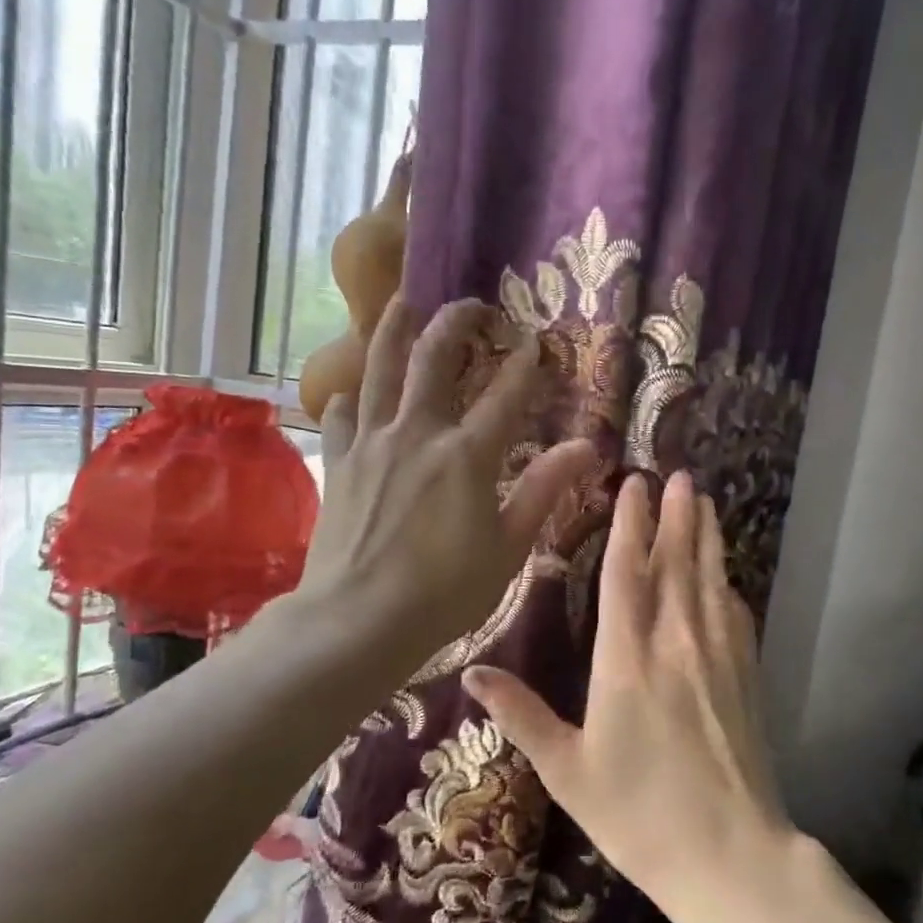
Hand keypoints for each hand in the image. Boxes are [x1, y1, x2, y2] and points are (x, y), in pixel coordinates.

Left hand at [298, 296, 595, 662]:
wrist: (358, 620)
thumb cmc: (444, 592)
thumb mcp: (507, 548)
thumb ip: (542, 491)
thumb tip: (584, 446)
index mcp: (466, 455)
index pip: (505, 395)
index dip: (525, 364)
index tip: (536, 341)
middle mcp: (417, 433)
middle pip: (433, 358)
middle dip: (454, 322)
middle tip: (469, 304)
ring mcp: (371, 443)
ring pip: (379, 369)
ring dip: (391, 330)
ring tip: (400, 303)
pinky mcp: (339, 463)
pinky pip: (340, 414)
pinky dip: (349, 397)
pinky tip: (352, 394)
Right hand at [461, 471, 790, 897]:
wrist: (729, 856)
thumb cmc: (637, 814)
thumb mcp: (566, 769)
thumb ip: (520, 715)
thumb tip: (471, 674)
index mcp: (626, 659)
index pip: (627, 573)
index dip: (630, 524)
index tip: (634, 484)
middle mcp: (675, 644)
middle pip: (675, 564)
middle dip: (676, 516)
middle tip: (679, 475)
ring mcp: (719, 658)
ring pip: (709, 581)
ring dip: (706, 537)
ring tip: (705, 502)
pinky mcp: (746, 678)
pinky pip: (736, 616)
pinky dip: (727, 586)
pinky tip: (726, 576)